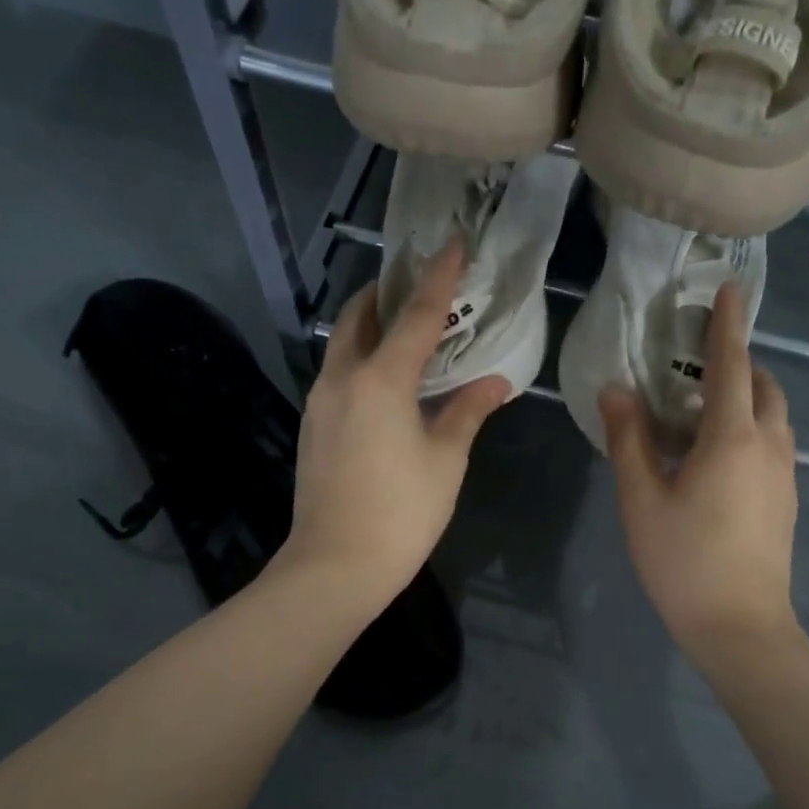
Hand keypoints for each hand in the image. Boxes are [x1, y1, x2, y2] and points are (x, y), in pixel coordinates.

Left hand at [281, 239, 510, 611]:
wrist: (334, 566)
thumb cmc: (401, 512)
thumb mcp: (446, 460)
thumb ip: (468, 411)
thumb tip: (495, 382)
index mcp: (380, 379)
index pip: (417, 314)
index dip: (439, 277)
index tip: (452, 243)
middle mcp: (342, 378)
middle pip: (361, 316)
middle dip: (389, 292)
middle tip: (422, 285)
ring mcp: (319, 402)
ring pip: (344, 344)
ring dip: (373, 326)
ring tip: (408, 329)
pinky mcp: (312, 426)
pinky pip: (338, 373)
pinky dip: (362, 359)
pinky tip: (388, 380)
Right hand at [600, 282, 799, 659]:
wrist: (740, 626)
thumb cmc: (683, 560)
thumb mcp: (642, 499)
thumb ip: (628, 440)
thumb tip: (615, 391)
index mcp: (733, 438)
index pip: (732, 365)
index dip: (728, 325)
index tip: (731, 289)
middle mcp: (770, 446)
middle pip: (764, 387)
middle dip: (740, 364)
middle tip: (699, 367)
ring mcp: (785, 475)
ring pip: (774, 418)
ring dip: (747, 399)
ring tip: (703, 412)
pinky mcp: (787, 501)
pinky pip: (773, 445)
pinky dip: (752, 430)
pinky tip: (716, 458)